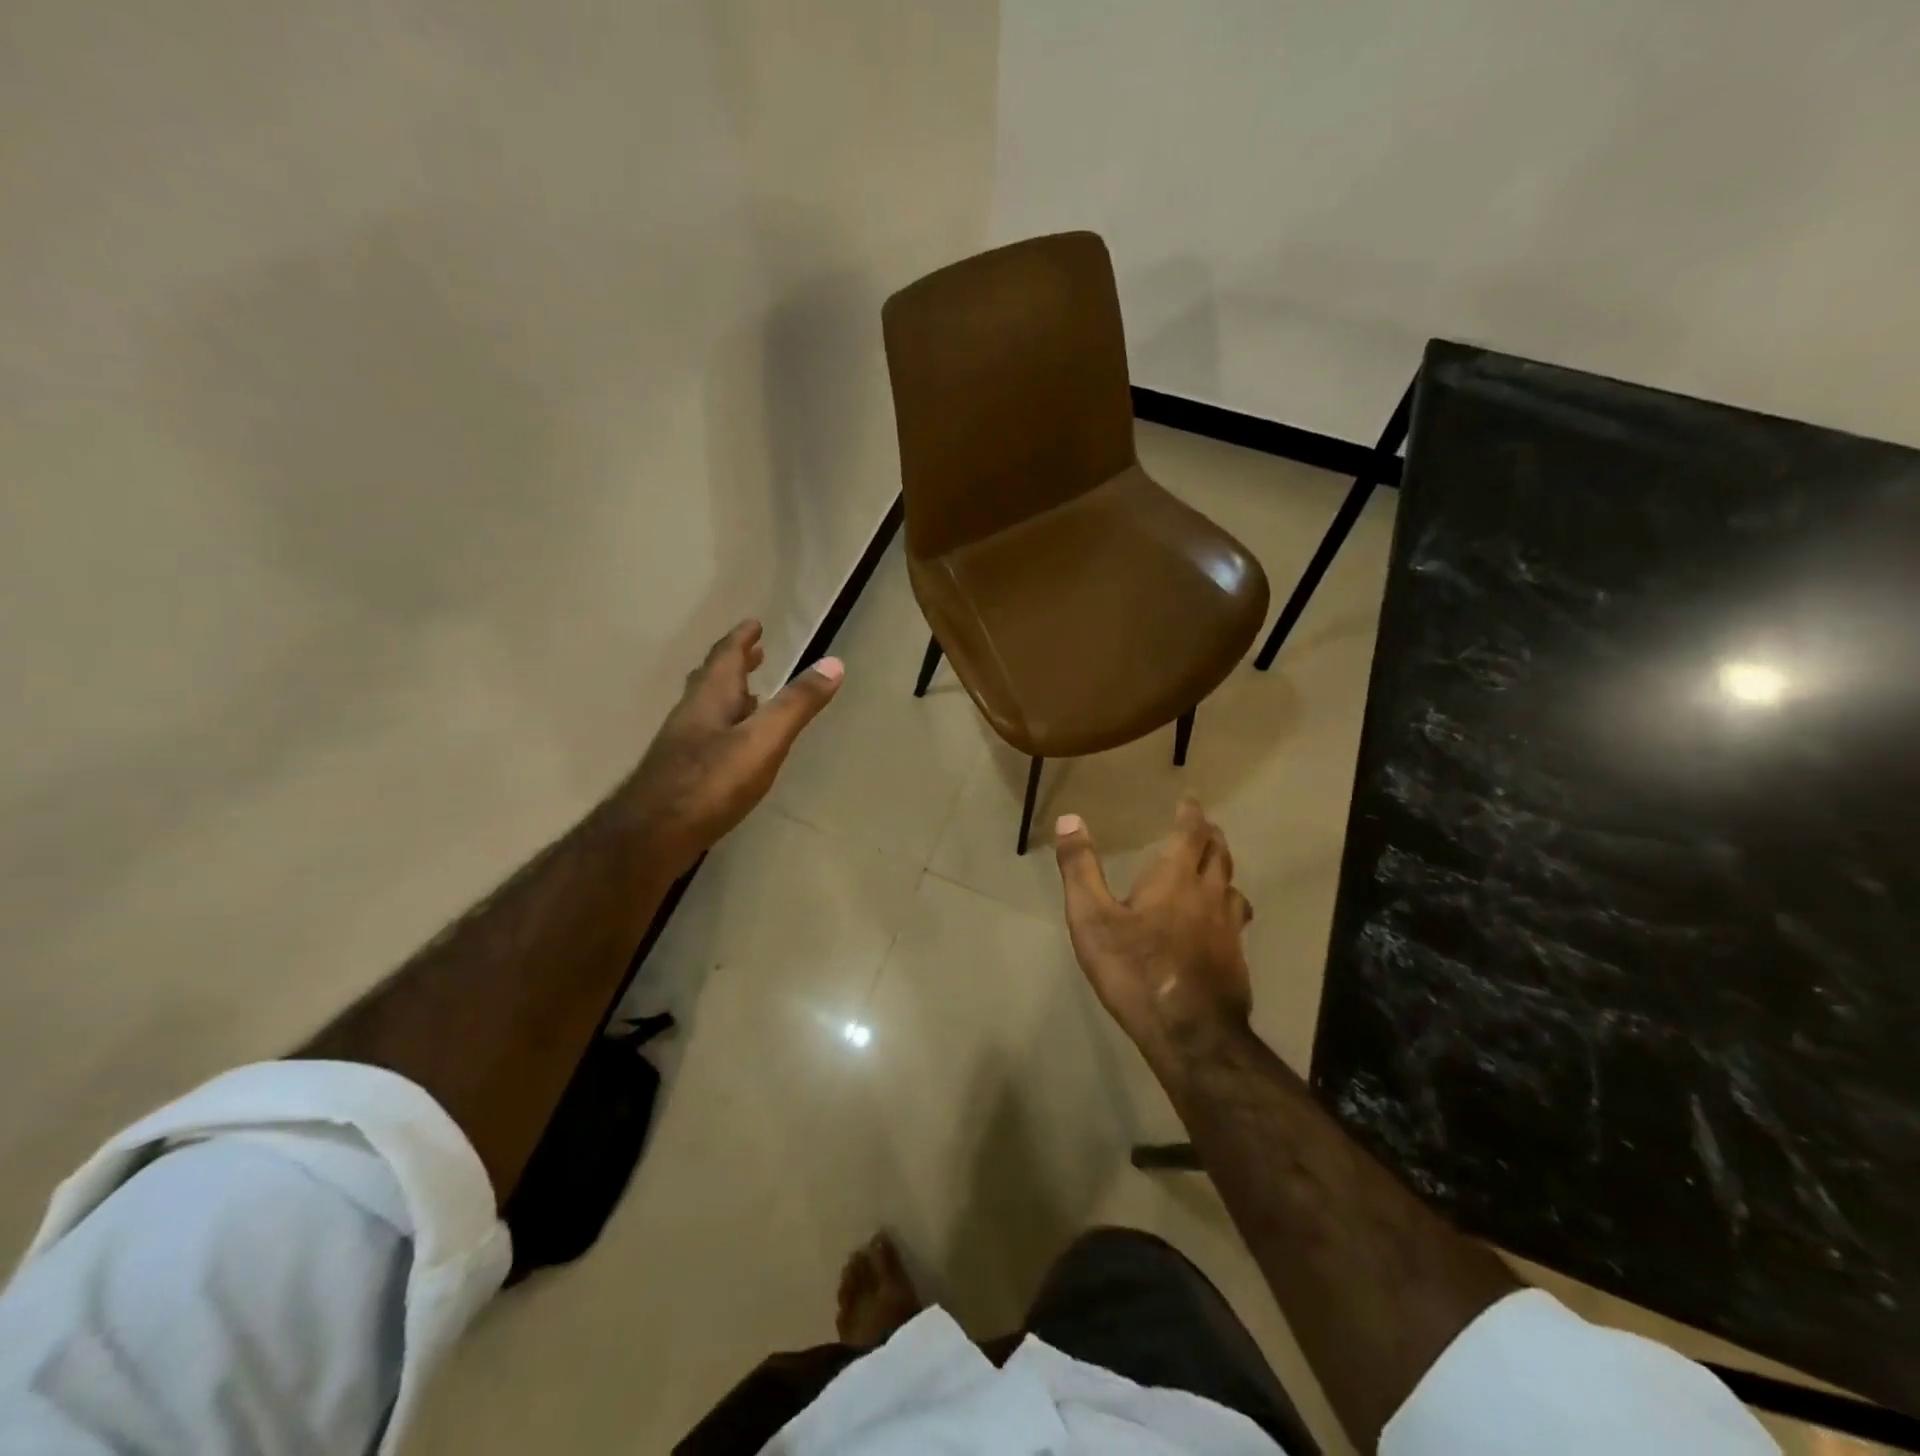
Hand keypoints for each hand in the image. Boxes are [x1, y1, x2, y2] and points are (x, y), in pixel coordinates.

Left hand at [625, 620, 842, 871]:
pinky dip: (726, 729)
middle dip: (735, 664)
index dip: (741, 639)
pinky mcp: (682, 775)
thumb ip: (797, 704)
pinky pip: (708, 738)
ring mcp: (683, 746)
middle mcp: (693, 715)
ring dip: (731, 697)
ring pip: (708, 710)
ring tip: (751, 695)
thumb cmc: (711, 782)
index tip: (754, 623)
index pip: (726, 657)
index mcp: (711, 698)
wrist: (652, 836)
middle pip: (712, 680)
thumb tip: (834, 663)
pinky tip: (735, 748)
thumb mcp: (764, 740)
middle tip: (754, 653)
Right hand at [1053, 798, 1253, 1065]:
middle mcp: (1208, 895)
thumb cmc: (1134, 970)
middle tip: (1204, 828)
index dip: (1191, 814)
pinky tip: (1220, 924)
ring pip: (1233, 887)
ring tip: (1215, 869)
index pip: (1191, 834)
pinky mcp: (1237, 959)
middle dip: (1211, 837)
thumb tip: (1070, 818)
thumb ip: (1080, 869)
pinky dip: (1229, 907)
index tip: (1191, 801)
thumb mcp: (1092, 919)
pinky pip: (1236, 920)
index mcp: (1175, 879)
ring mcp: (1228, 929)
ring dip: (1224, 870)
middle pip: (1219, 855)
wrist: (1190, 1034)